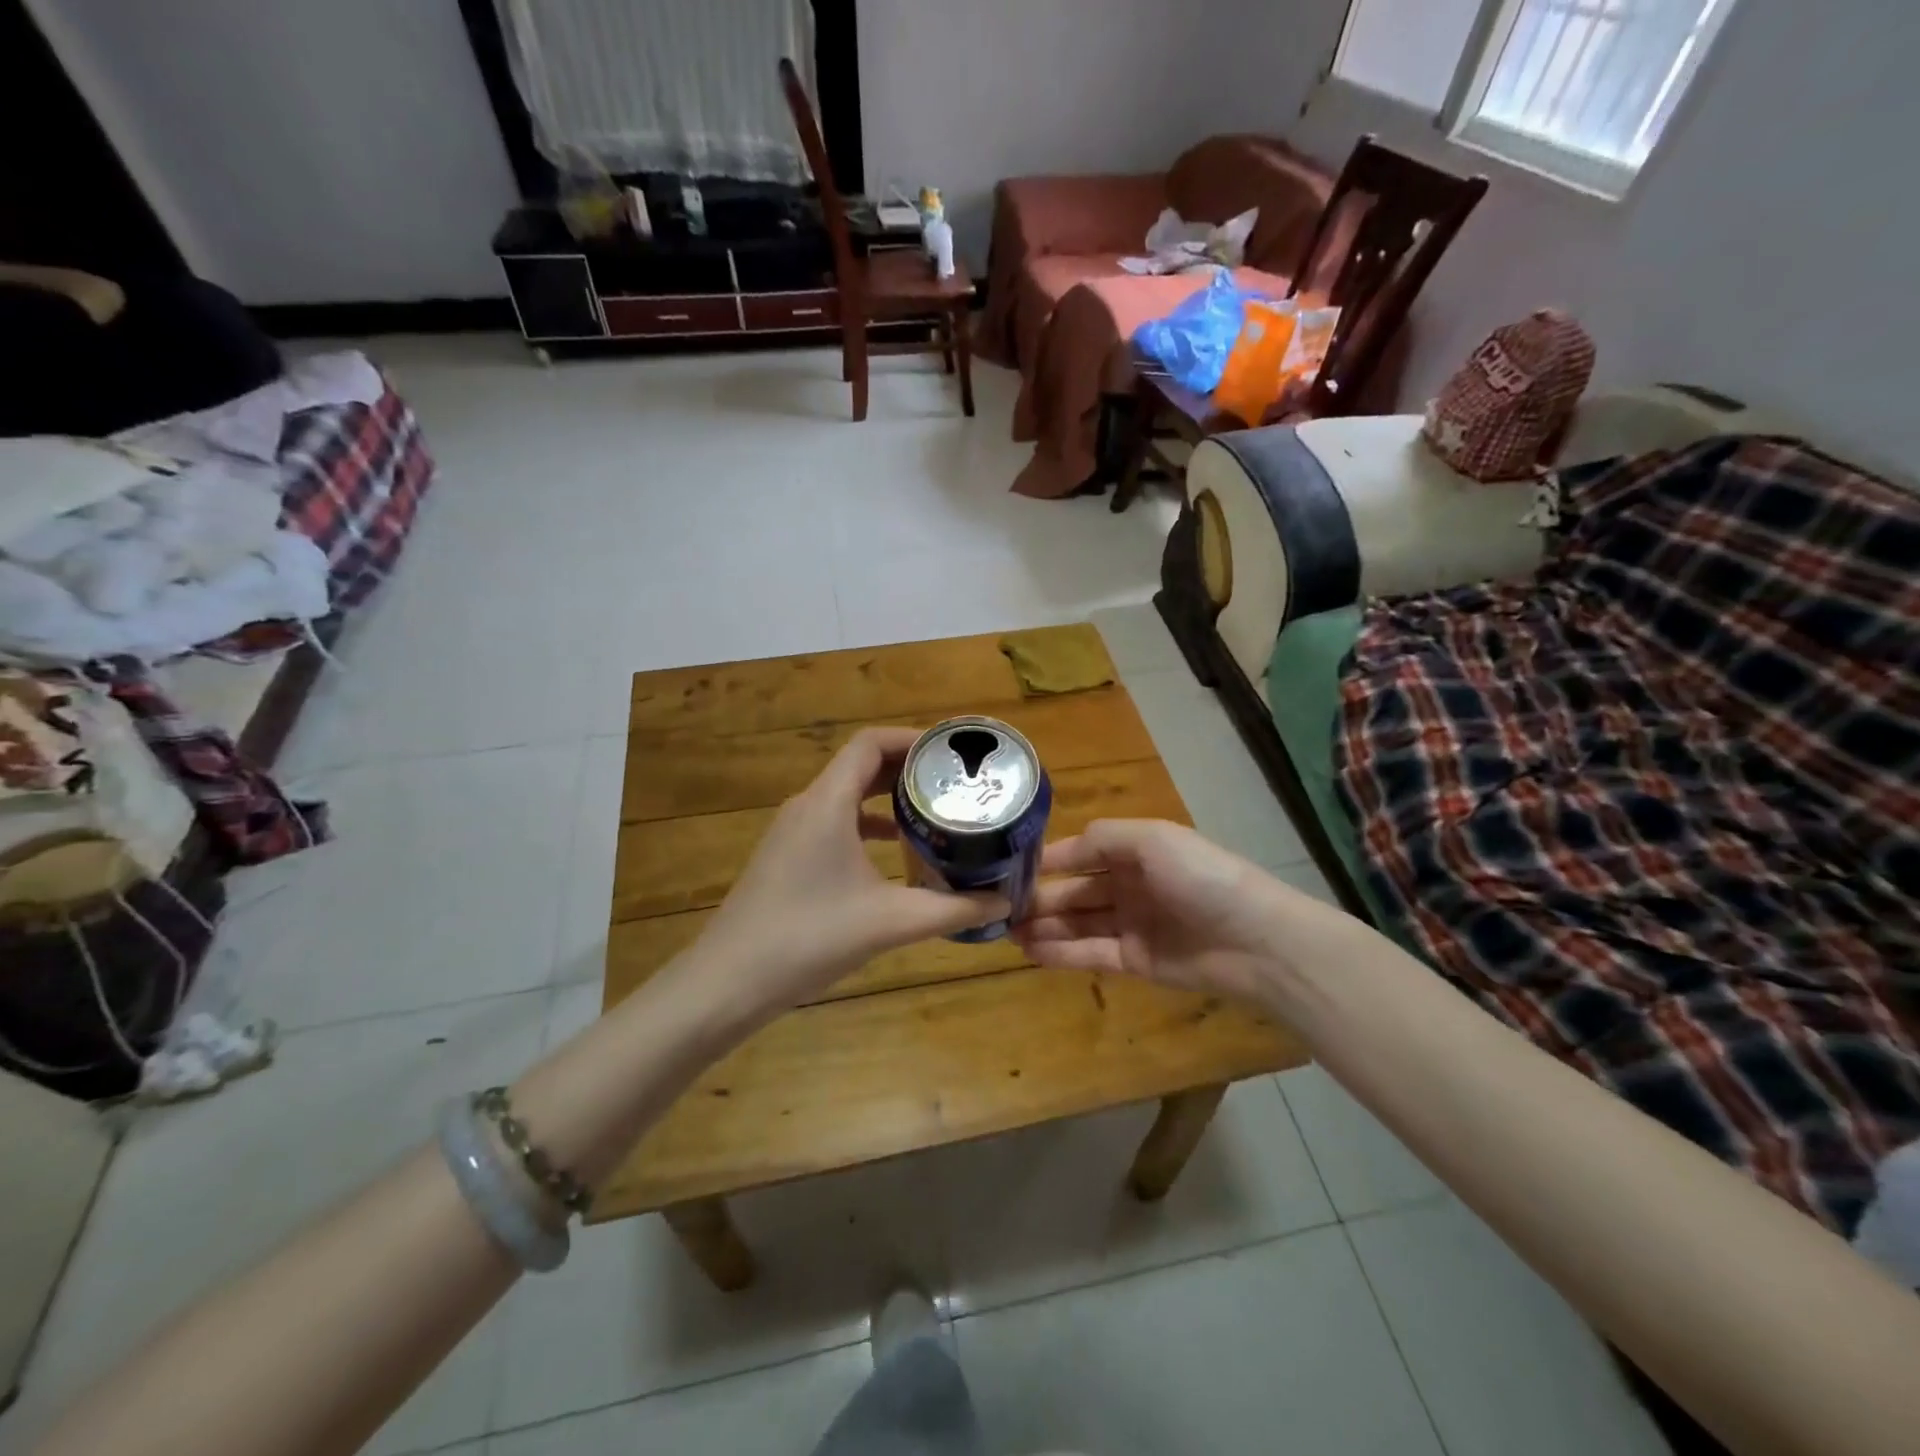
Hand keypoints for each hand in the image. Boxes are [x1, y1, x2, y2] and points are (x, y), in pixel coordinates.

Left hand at [697, 727, 1008, 1016]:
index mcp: (827, 803)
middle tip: (954, 782)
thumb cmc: (809, 938)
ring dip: (887, 797)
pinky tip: (895, 850)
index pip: (870, 743)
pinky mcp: (788, 856)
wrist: (728, 982)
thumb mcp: (889, 922)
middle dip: (907, 768)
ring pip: (847, 794)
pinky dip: (868, 824)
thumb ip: (952, 909)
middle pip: (860, 765)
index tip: (952, 753)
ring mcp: (792, 832)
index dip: (912, 739)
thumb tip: (1004, 903)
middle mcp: (807, 806)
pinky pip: (834, 822)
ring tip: (934, 810)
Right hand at [1014, 819, 1299, 1003]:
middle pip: (1074, 890)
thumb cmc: (1201, 877)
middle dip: (1038, 899)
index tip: (1007, 869)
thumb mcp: (1152, 839)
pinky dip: (1060, 952)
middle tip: (997, 909)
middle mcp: (1129, 885)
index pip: (1080, 853)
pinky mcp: (1135, 961)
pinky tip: (1030, 951)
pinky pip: (1090, 953)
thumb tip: (1057, 851)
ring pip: (1077, 923)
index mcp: (1135, 851)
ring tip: (1005, 933)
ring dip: (1043, 926)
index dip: (1046, 861)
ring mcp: (1131, 924)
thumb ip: (1101, 839)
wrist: (1255, 940)